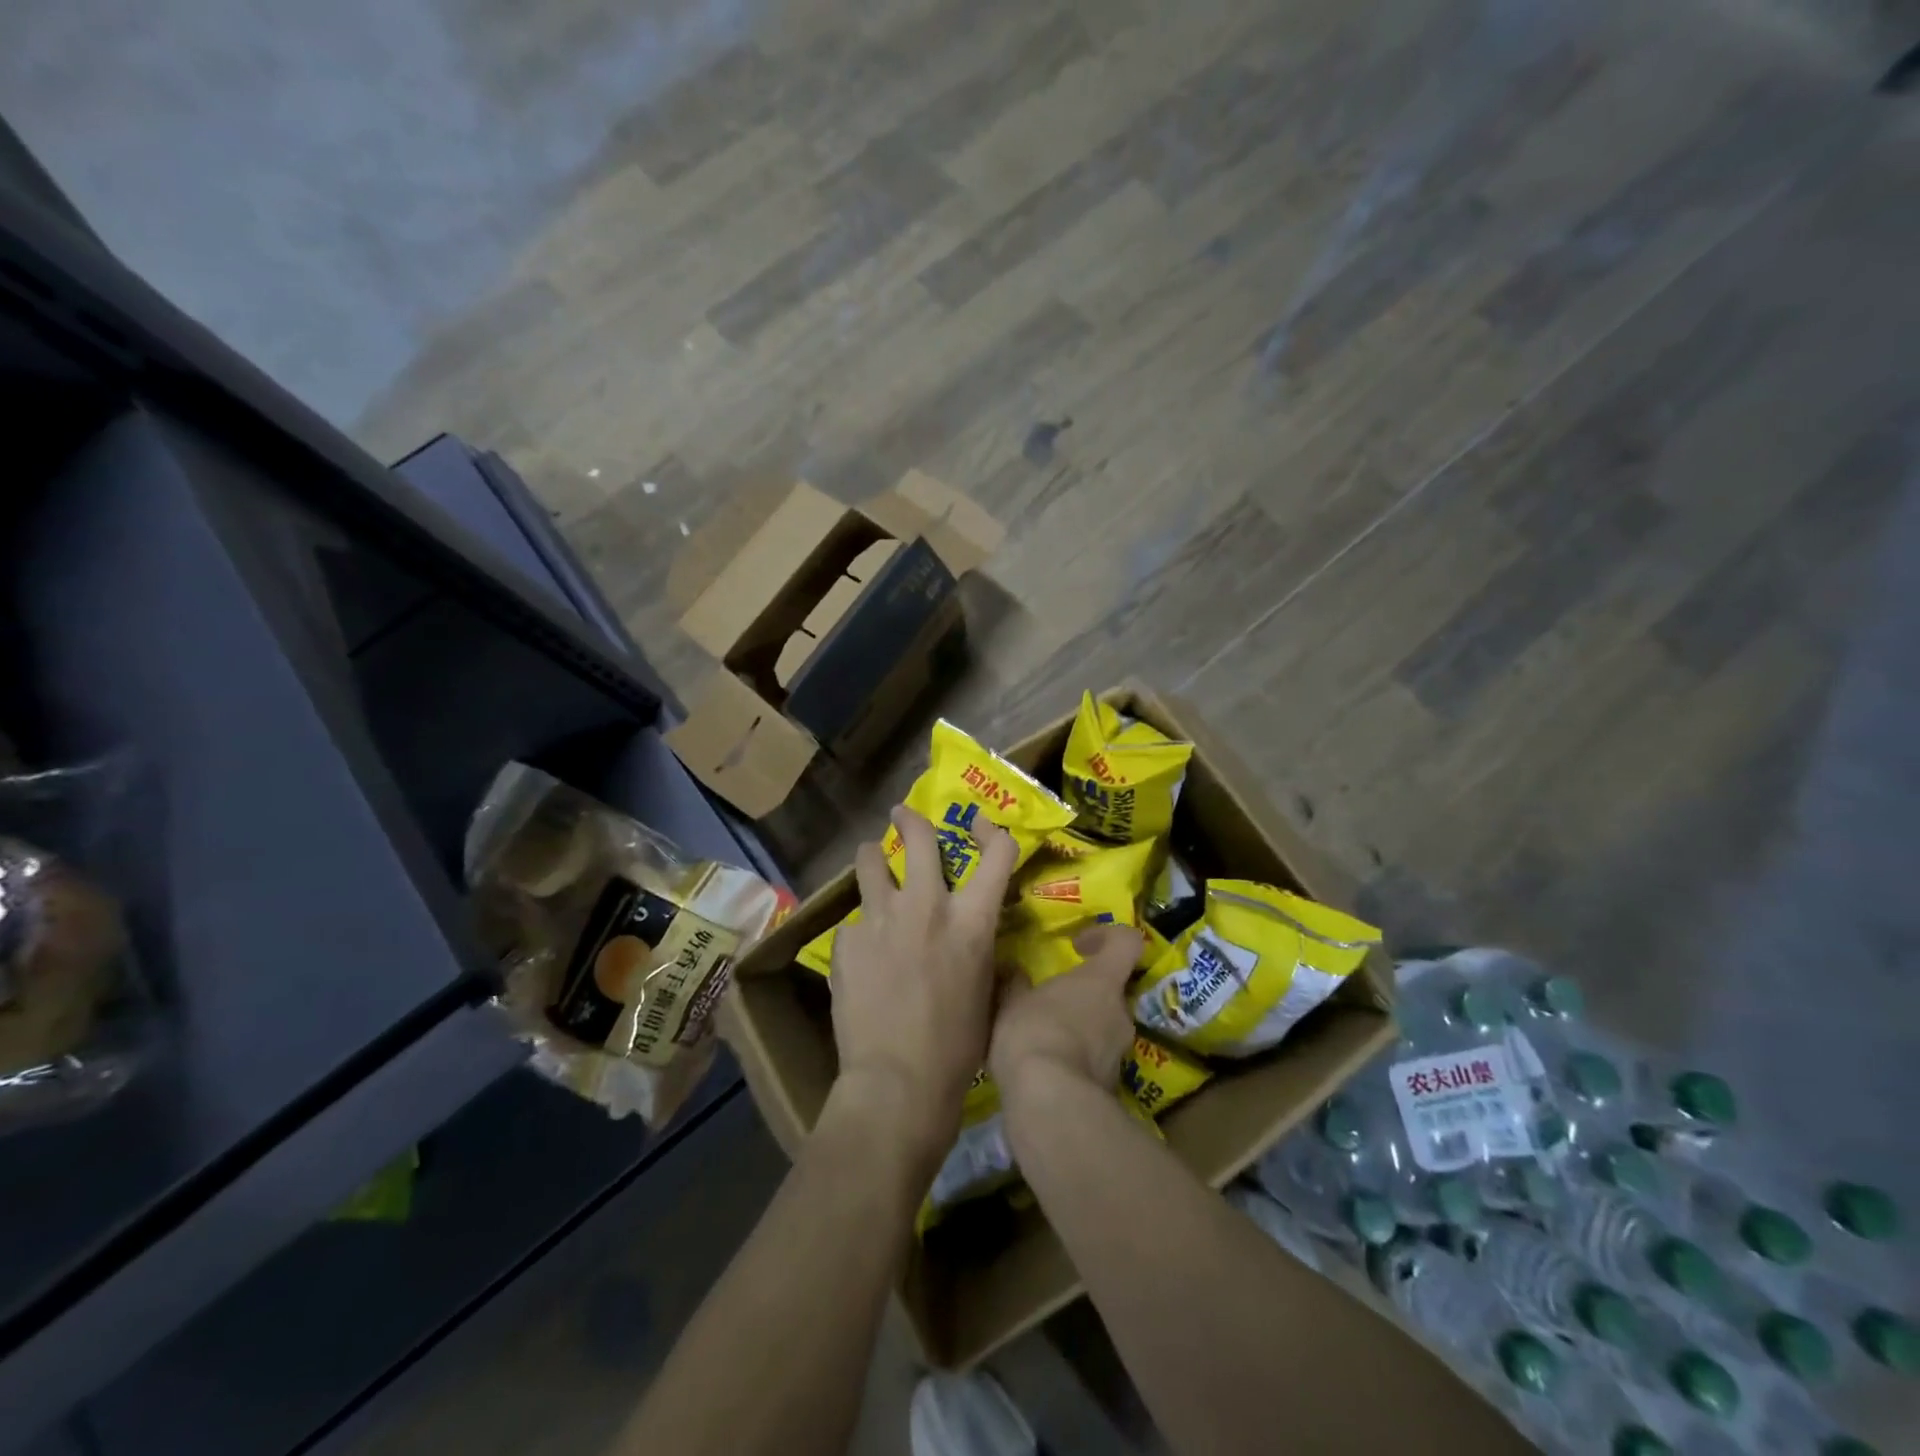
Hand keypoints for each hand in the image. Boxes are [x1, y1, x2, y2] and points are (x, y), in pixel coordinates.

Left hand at [828, 805, 1016, 1164]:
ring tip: (871, 865)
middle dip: (910, 819)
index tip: (981, 826)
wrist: (897, 1083)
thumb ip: (982, 952)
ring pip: (869, 862)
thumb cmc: (958, 1048)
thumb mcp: (987, 993)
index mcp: (971, 921)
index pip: (998, 852)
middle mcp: (926, 906)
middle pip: (918, 836)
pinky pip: (854, 921)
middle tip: (902, 815)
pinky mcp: (846, 940)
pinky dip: (861, 929)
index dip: (993, 831)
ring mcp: (881, 918)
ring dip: (872, 859)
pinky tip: (860, 957)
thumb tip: (980, 941)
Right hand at [989, 923, 1143, 1103]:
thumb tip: (1014, 971)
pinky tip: (1047, 1070)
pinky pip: (1095, 1061)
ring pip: (1103, 1027)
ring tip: (1044, 1039)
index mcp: (1102, 981)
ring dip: (1080, 1029)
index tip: (1078, 945)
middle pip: (1111, 990)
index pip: (1127, 942)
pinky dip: (1076, 1060)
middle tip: (1051, 1002)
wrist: (1050, 1103)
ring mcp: (1120, 1053)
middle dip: (1084, 994)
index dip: (1107, 936)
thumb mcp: (1011, 1002)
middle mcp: (1120, 1012)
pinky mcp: (1112, 1087)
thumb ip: (1016, 984)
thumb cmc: (1033, 1033)